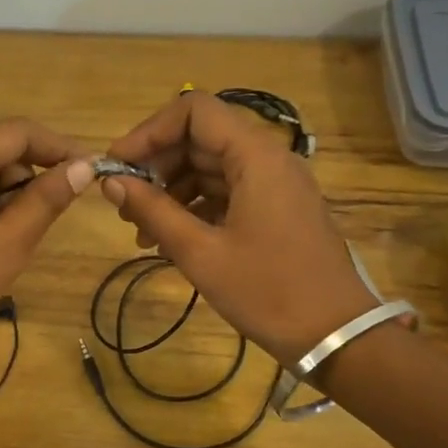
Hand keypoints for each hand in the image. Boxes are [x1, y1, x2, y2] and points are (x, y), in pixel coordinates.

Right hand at [101, 92, 377, 368]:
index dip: (149, 131)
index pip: (193, 111)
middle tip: (123, 204)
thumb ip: (153, 211)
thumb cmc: (267, 291)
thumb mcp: (201, 253)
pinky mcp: (276, 210)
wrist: (336, 335)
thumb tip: (111, 182)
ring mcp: (274, 185)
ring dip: (171, 191)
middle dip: (156, 166)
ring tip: (141, 231)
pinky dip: (194, 208)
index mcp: (255, 156)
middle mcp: (267, 158)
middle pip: (200, 139)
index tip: (118, 166)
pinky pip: (226, 193)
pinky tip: (168, 241)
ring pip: (210, 167)